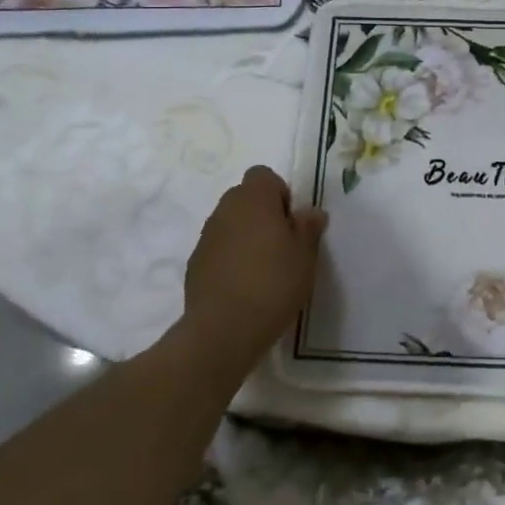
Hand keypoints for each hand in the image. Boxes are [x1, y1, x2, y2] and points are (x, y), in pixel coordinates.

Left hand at [183, 166, 326, 371]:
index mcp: (254, 199)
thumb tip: (310, 212)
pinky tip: (244, 286)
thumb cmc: (273, 283)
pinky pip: (218, 248)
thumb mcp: (306, 255)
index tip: (291, 222)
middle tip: (282, 245)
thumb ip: (309, 227)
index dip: (280, 193)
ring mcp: (206, 237)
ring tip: (264, 268)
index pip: (263, 175)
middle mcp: (225, 210)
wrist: (223, 329)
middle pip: (245, 197)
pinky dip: (230, 258)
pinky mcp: (194, 264)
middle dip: (263, 213)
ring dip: (246, 236)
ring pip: (230, 223)